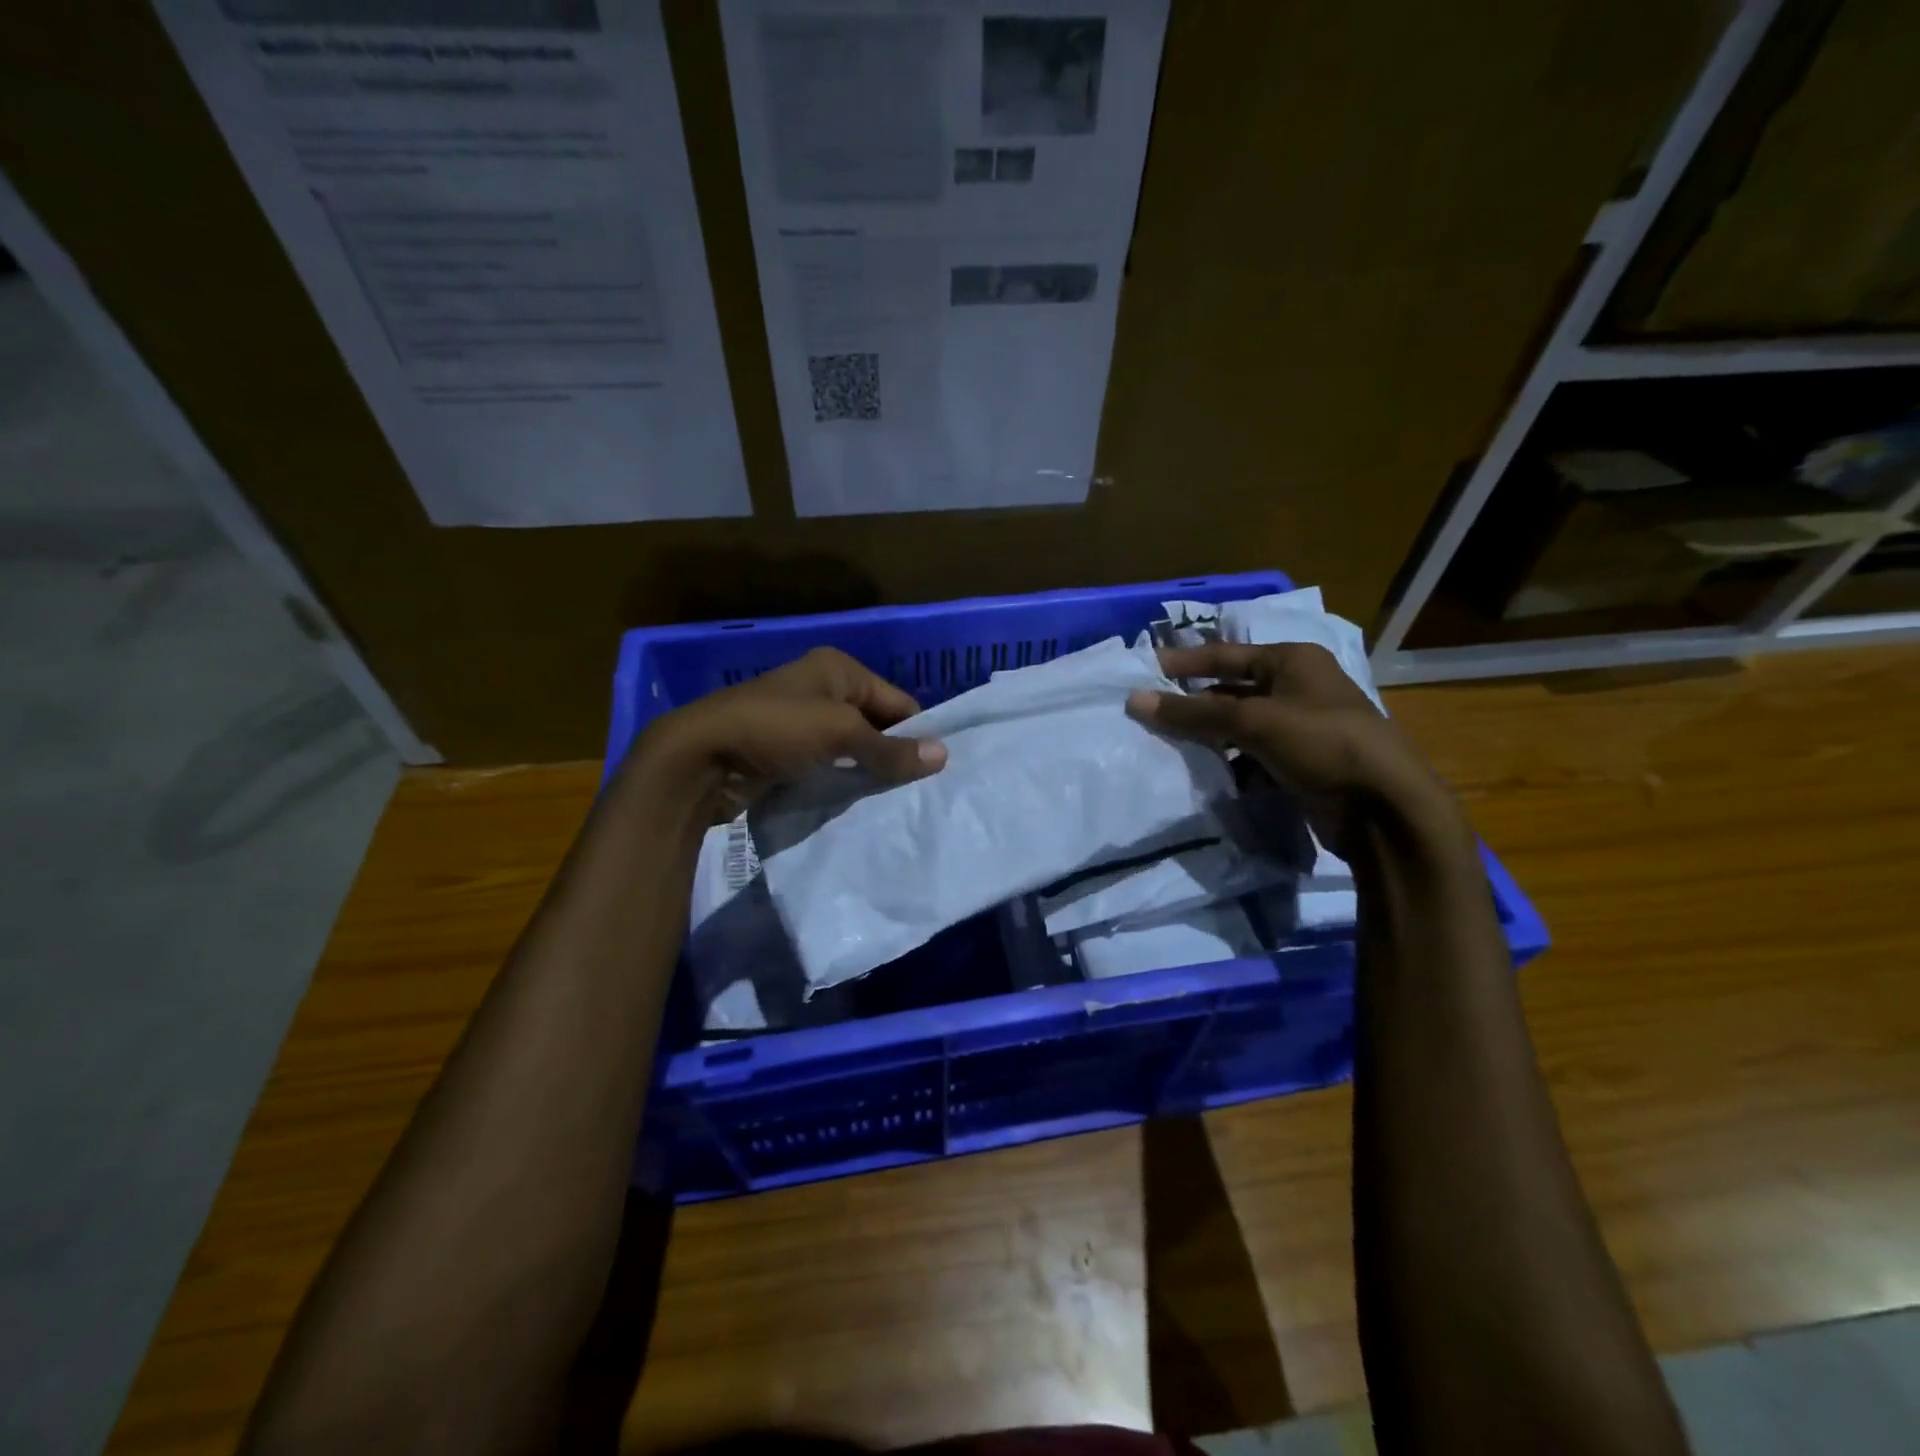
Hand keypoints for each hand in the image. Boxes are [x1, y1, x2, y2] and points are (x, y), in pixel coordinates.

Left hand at [635, 647, 946, 818]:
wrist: (700, 757)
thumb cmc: (777, 730)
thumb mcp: (841, 734)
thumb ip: (891, 749)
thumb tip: (944, 756)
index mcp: (839, 669)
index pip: (897, 701)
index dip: (917, 733)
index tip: (937, 770)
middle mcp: (822, 689)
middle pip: (875, 724)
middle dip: (892, 755)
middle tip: (919, 791)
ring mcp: (801, 721)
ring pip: (851, 749)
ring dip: (867, 772)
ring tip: (894, 802)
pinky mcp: (786, 751)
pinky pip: (828, 765)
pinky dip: (842, 781)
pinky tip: (858, 805)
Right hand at [1124, 642, 1440, 854]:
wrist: (1383, 808)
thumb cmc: (1322, 743)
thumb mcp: (1254, 722)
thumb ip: (1193, 713)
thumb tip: (1134, 700)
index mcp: (1293, 661)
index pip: (1226, 654)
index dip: (1185, 662)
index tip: (1145, 670)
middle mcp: (1297, 687)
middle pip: (1231, 690)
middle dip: (1193, 703)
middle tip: (1149, 712)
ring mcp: (1300, 727)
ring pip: (1239, 725)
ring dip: (1208, 735)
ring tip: (1167, 744)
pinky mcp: (1299, 762)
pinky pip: (1251, 754)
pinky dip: (1229, 761)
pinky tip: (1203, 772)